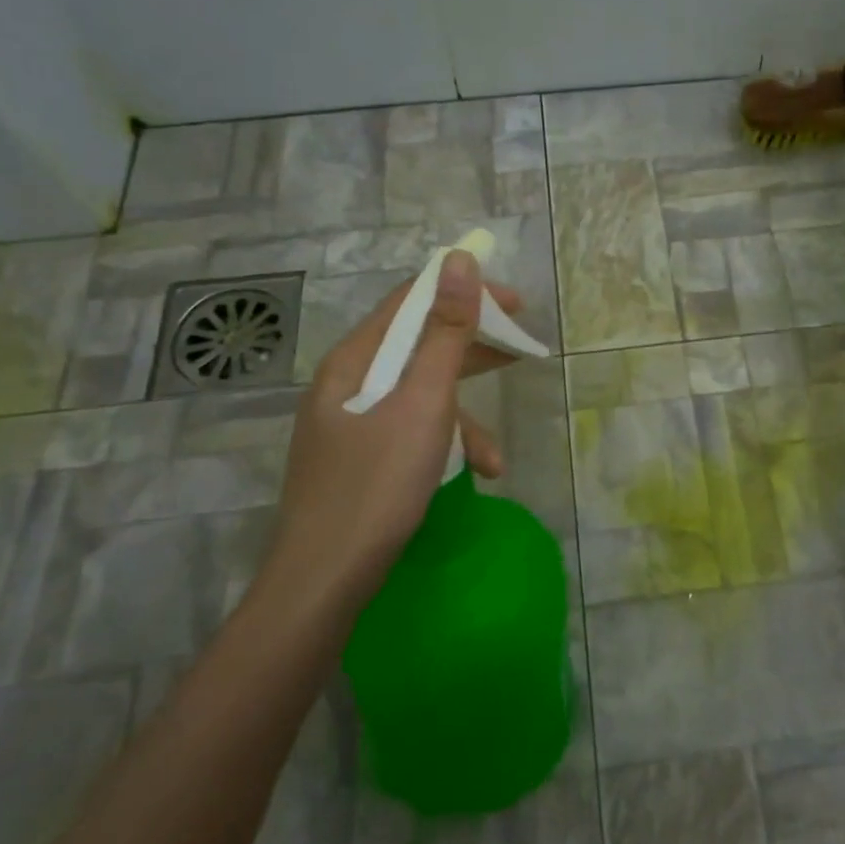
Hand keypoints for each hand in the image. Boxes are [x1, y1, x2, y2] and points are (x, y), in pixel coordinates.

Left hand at [266, 250, 520, 603]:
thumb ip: (445, 333)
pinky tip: (469, 477)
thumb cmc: (377, 485)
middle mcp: (347, 384)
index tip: (515, 303)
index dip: (464, 293)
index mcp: (354, 361)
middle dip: (471, 350)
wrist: (324, 581)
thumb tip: (459, 261)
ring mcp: (350, 425)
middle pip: (417, 346)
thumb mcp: (423, 404)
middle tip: (520, 349)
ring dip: (464, 417)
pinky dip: (443, 446)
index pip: (410, 302)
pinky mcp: (359, 459)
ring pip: (418, 397)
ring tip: (494, 456)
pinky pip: (410, 432)